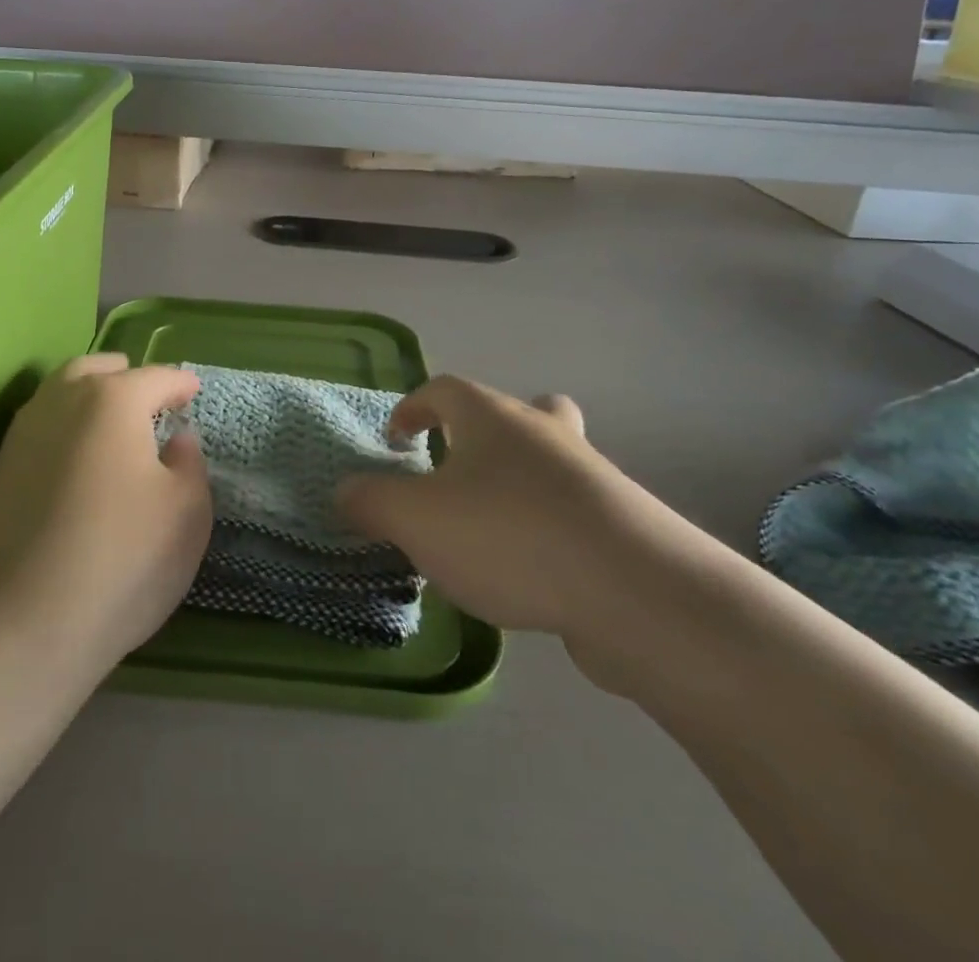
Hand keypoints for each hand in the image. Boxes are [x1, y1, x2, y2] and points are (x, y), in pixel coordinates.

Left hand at [0, 355, 211, 678]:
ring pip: (63, 392)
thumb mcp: (186, 513)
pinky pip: (43, 426)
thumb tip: (177, 438)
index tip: (194, 392)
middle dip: (129, 378)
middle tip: (151, 402)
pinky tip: (80, 459)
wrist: (15, 625)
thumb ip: (189, 463)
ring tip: (115, 426)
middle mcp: (62, 399)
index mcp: (113, 399)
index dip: (181, 384)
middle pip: (99, 370)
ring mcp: (23, 433)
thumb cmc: (121, 559)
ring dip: (91, 397)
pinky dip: (67, 426)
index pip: (156, 377)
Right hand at [337, 376, 703, 690]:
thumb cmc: (507, 534)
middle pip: (516, 410)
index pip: (442, 389)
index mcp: (490, 416)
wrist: (633, 590)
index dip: (412, 407)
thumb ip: (371, 501)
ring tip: (490, 523)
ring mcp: (589, 475)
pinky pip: (573, 508)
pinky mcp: (621, 523)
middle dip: (483, 432)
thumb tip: (345, 490)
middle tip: (459, 464)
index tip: (395, 437)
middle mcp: (541, 432)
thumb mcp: (415, 519)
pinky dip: (547, 524)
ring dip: (520, 477)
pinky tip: (529, 571)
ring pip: (551, 457)